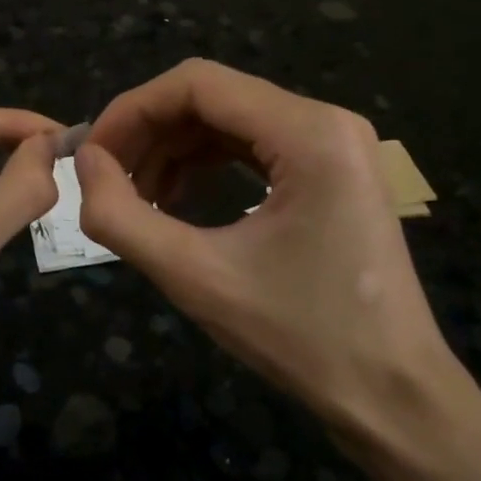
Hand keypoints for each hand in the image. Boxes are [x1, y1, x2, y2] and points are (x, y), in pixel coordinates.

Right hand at [75, 59, 480, 454]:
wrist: (395, 397)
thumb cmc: (303, 339)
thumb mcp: (198, 279)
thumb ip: (123, 217)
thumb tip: (85, 162)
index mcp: (309, 132)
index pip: (197, 83)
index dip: (131, 110)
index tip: (91, 155)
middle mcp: (327, 120)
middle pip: (213, 96)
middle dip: (150, 131)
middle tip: (107, 180)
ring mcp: (334, 143)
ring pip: (229, 119)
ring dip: (174, 149)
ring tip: (137, 197)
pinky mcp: (332, 168)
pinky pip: (254, 145)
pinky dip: (206, 163)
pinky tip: (177, 199)